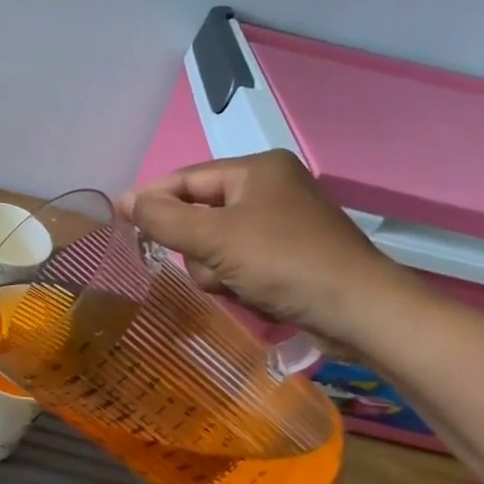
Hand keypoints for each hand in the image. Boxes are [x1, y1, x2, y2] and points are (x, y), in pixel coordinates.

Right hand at [117, 150, 416, 348]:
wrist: (365, 314)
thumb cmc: (285, 263)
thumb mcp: (214, 238)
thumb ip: (162, 218)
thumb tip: (124, 201)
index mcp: (257, 169)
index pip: (186, 179)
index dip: (150, 199)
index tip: (119, 221)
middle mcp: (272, 188)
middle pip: (201, 214)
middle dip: (199, 248)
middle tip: (211, 267)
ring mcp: (285, 222)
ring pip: (218, 244)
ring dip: (219, 270)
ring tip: (241, 286)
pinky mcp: (294, 254)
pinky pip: (243, 261)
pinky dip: (241, 281)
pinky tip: (259, 296)